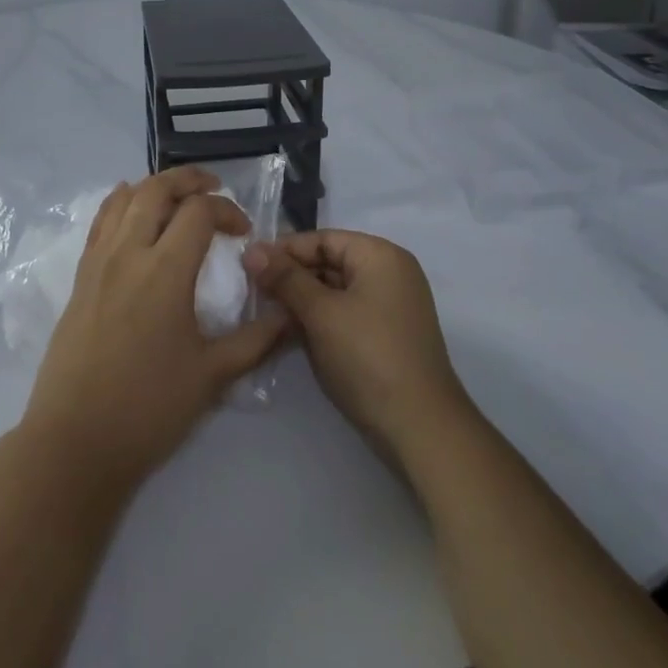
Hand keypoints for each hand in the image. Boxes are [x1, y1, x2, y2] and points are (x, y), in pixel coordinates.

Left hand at [22, 167, 284, 490]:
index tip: (243, 232)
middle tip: (213, 188)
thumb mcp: (213, 375)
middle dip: (189, 179)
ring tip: (176, 196)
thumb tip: (290, 316)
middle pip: (157, 189)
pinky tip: (132, 209)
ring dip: (154, 187)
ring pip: (124, 198)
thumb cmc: (149, 408)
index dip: (227, 210)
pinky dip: (120, 203)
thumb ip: (256, 340)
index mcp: (165, 270)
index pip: (199, 211)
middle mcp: (129, 253)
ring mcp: (98, 262)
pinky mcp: (80, 277)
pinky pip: (100, 222)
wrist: (76, 442)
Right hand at [242, 230, 469, 462]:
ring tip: (265, 312)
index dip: (284, 250)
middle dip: (291, 276)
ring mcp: (391, 306)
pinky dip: (320, 319)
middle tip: (252, 291)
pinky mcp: (386, 335)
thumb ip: (285, 279)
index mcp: (380, 256)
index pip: (323, 239)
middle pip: (329, 262)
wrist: (419, 428)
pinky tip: (291, 333)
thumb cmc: (368, 357)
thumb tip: (252, 250)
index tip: (247, 264)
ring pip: (335, 290)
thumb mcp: (321, 314)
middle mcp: (390, 273)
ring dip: (302, 300)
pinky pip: (346, 313)